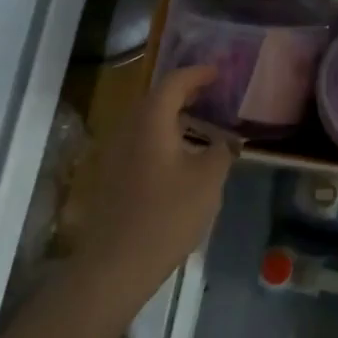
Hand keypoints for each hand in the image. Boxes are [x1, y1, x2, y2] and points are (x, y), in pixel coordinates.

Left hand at [72, 66, 237, 296]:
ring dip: (172, 117)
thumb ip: (222, 152)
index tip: (218, 72)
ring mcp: (114, 154)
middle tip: (211, 94)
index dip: (197, 74)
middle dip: (184, 93)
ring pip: (146, 122)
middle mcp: (127, 130)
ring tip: (199, 123)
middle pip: (155, 99)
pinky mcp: (110, 177)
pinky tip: (179, 156)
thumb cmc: (167, 215)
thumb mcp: (208, 181)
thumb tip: (227, 140)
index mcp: (151, 122)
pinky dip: (161, 137)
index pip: (173, 83)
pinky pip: (139, 143)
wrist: (115, 264)